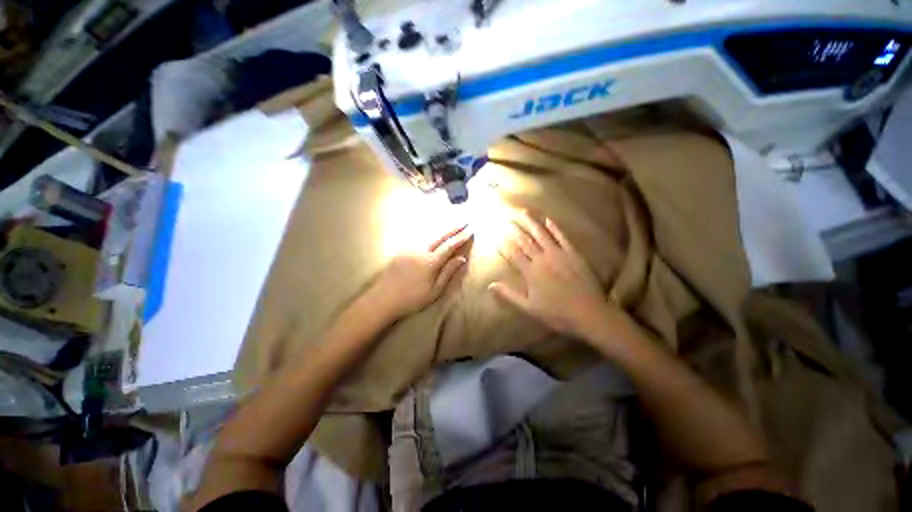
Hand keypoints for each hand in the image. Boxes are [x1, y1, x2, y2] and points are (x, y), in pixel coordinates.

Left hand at [372, 224, 472, 316]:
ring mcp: (409, 249)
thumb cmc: (411, 299)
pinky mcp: (401, 251)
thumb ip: (448, 272)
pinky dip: (429, 234)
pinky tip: (432, 234)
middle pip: (440, 236)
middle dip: (454, 228)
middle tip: (464, 221)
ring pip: (429, 235)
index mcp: (430, 261)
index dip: (461, 237)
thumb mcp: (434, 290)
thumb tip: (462, 259)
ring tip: (451, 225)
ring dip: (442, 229)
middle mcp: (420, 250)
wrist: (382, 299)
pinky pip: (419, 238)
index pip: (449, 245)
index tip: (470, 230)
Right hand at [489, 212, 614, 337]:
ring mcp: (558, 254)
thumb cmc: (556, 313)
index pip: (513, 253)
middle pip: (524, 240)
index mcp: (531, 272)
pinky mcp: (573, 253)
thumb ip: (509, 294)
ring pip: (541, 234)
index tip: (496, 233)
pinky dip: (554, 228)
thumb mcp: (529, 307)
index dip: (504, 243)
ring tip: (522, 211)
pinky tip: (548, 219)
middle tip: (505, 217)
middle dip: (514, 228)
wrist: (589, 313)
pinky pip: (562, 237)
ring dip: (531, 222)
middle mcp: (542, 258)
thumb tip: (490, 285)